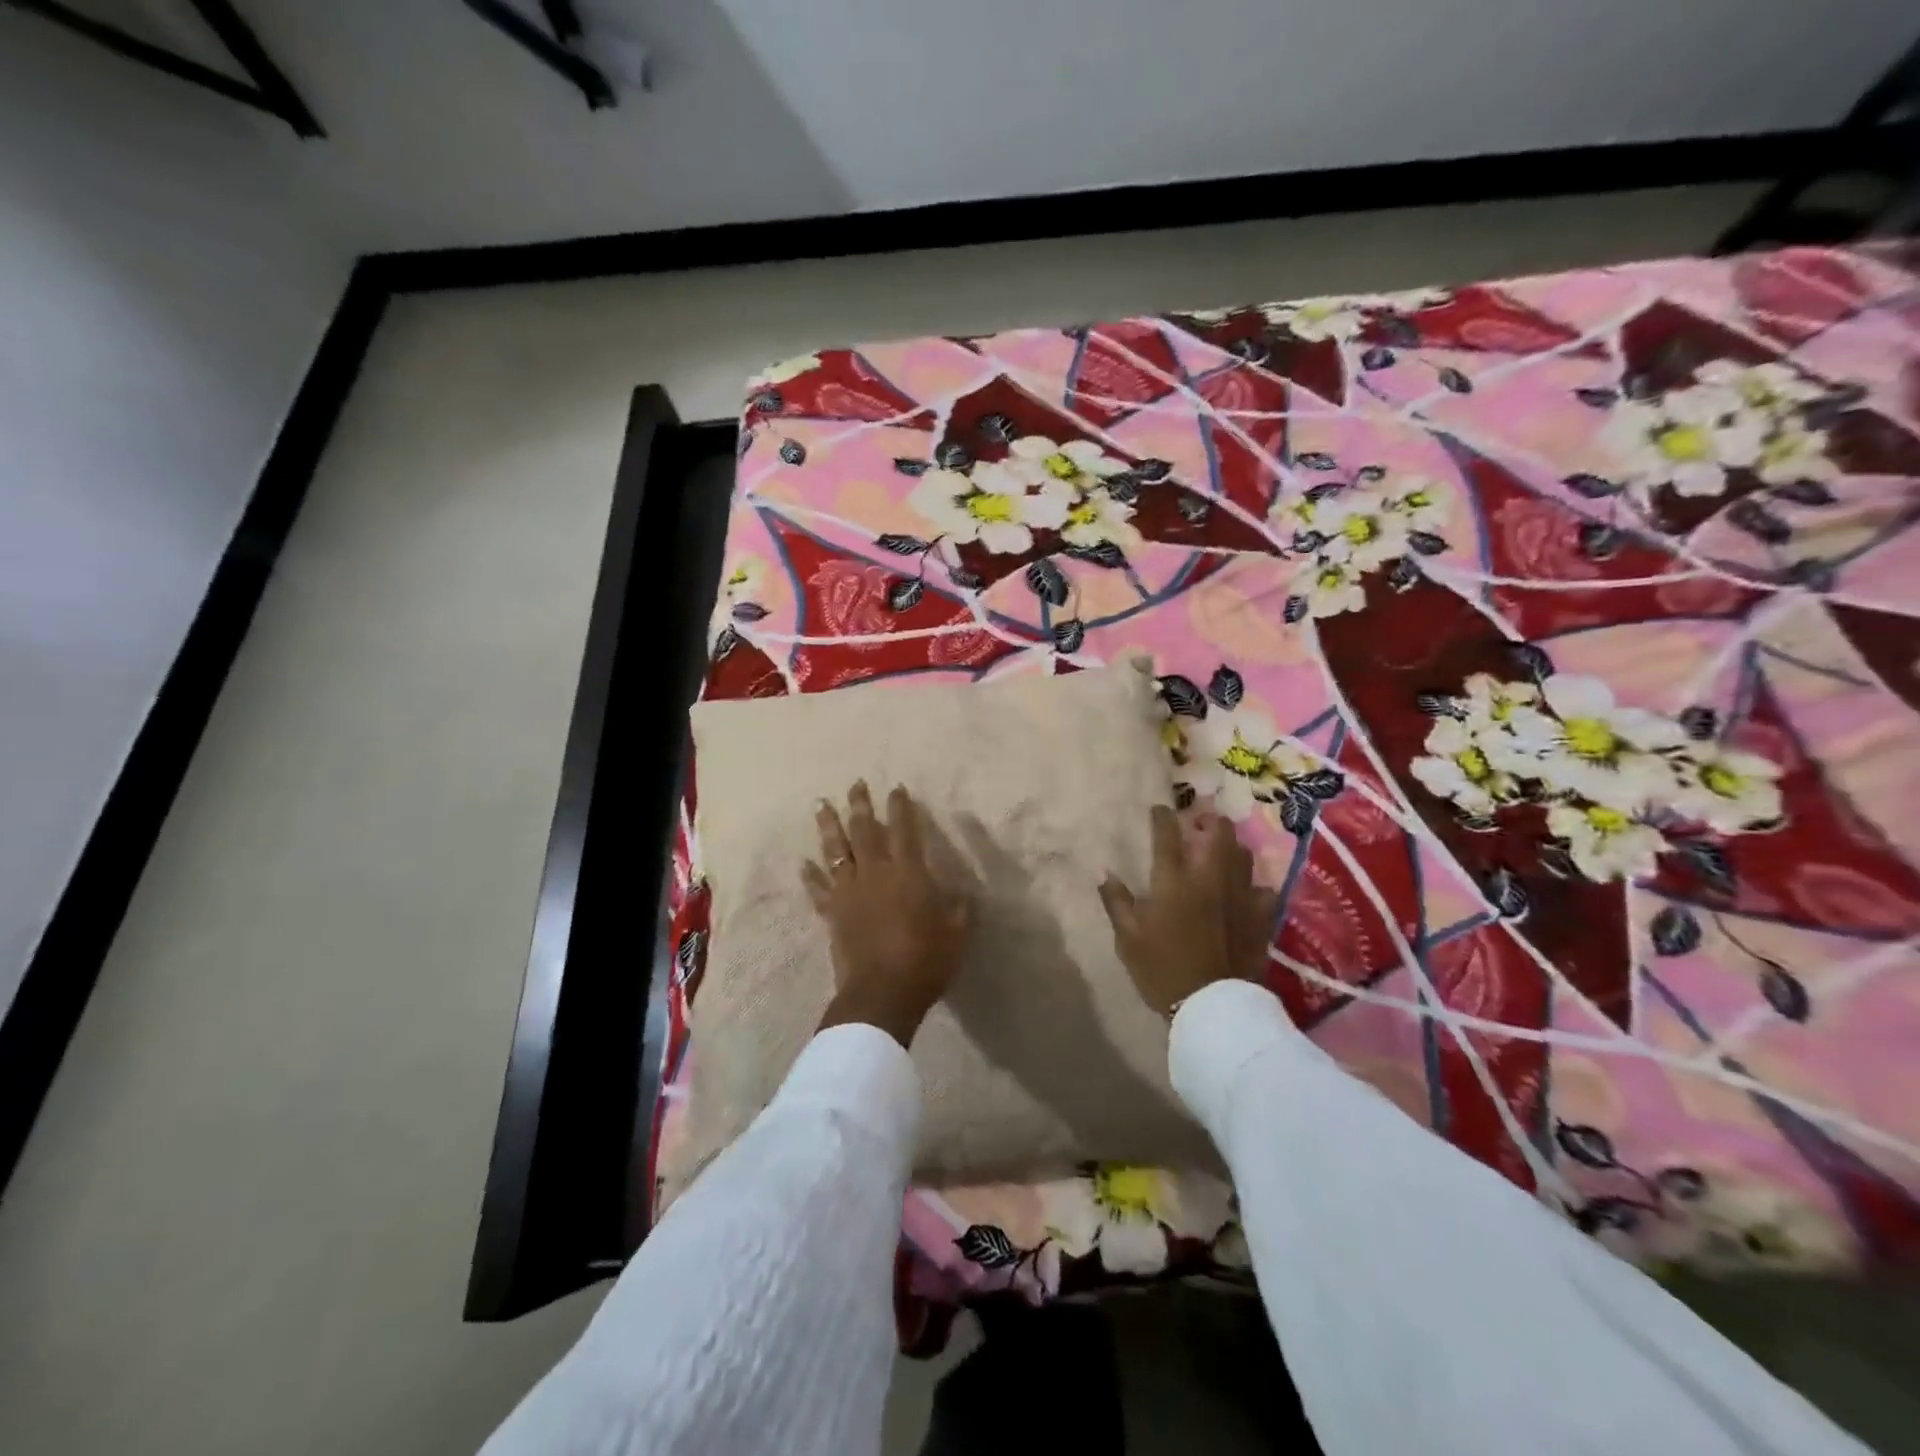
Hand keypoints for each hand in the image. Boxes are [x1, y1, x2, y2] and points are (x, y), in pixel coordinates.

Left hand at [802, 781, 973, 1047]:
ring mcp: (848, 892)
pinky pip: (818, 889)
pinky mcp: (832, 913)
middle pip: (865, 831)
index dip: (901, 807)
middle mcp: (875, 873)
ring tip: (821, 804)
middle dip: (861, 804)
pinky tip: (802, 863)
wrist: (882, 993)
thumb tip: (961, 892)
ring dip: (829, 826)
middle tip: (855, 783)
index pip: (905, 829)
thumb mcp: (958, 931)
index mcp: (908, 872)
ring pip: (836, 851)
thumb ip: (960, 907)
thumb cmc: (926, 959)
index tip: (897, 788)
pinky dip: (809, 875)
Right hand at [1098, 806, 1277, 1016]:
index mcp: (1174, 881)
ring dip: (1230, 846)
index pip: (1168, 835)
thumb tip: (1103, 872)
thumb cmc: (1162, 970)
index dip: (1163, 817)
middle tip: (1197, 826)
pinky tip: (1243, 889)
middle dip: (1208, 821)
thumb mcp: (1128, 938)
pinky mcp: (1260, 916)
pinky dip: (1250, 882)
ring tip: (1219, 850)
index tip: (1159, 809)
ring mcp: (1240, 895)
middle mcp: (1210, 878)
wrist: (1213, 1006)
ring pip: (1242, 853)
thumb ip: (1116, 901)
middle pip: (1218, 833)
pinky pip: (1261, 887)